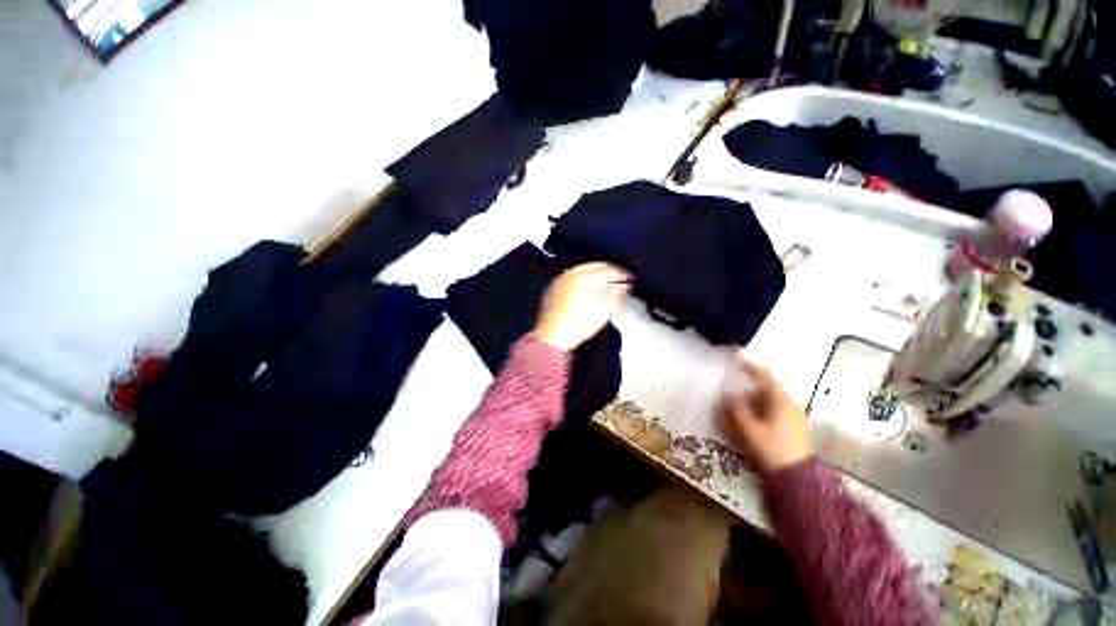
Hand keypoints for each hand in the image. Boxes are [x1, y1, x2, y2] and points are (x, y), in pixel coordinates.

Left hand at [536, 263, 630, 351]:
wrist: (553, 337)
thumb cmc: (574, 327)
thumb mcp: (603, 312)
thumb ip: (616, 296)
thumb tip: (624, 287)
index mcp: (586, 278)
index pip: (609, 268)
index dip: (622, 274)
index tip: (628, 279)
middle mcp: (572, 275)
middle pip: (596, 267)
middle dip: (609, 272)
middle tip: (618, 280)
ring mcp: (562, 281)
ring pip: (584, 270)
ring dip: (596, 275)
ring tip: (604, 285)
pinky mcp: (555, 288)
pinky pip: (573, 277)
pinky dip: (583, 281)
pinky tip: (587, 290)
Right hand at [719, 356, 809, 473]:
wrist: (797, 479)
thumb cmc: (772, 449)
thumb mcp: (749, 429)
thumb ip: (737, 409)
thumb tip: (728, 395)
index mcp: (780, 400)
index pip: (764, 376)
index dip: (750, 366)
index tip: (738, 357)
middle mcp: (790, 404)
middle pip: (766, 389)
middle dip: (747, 390)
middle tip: (732, 397)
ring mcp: (794, 416)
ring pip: (770, 401)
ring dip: (753, 402)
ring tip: (739, 412)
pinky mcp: (794, 427)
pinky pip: (774, 411)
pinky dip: (761, 411)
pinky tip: (752, 422)